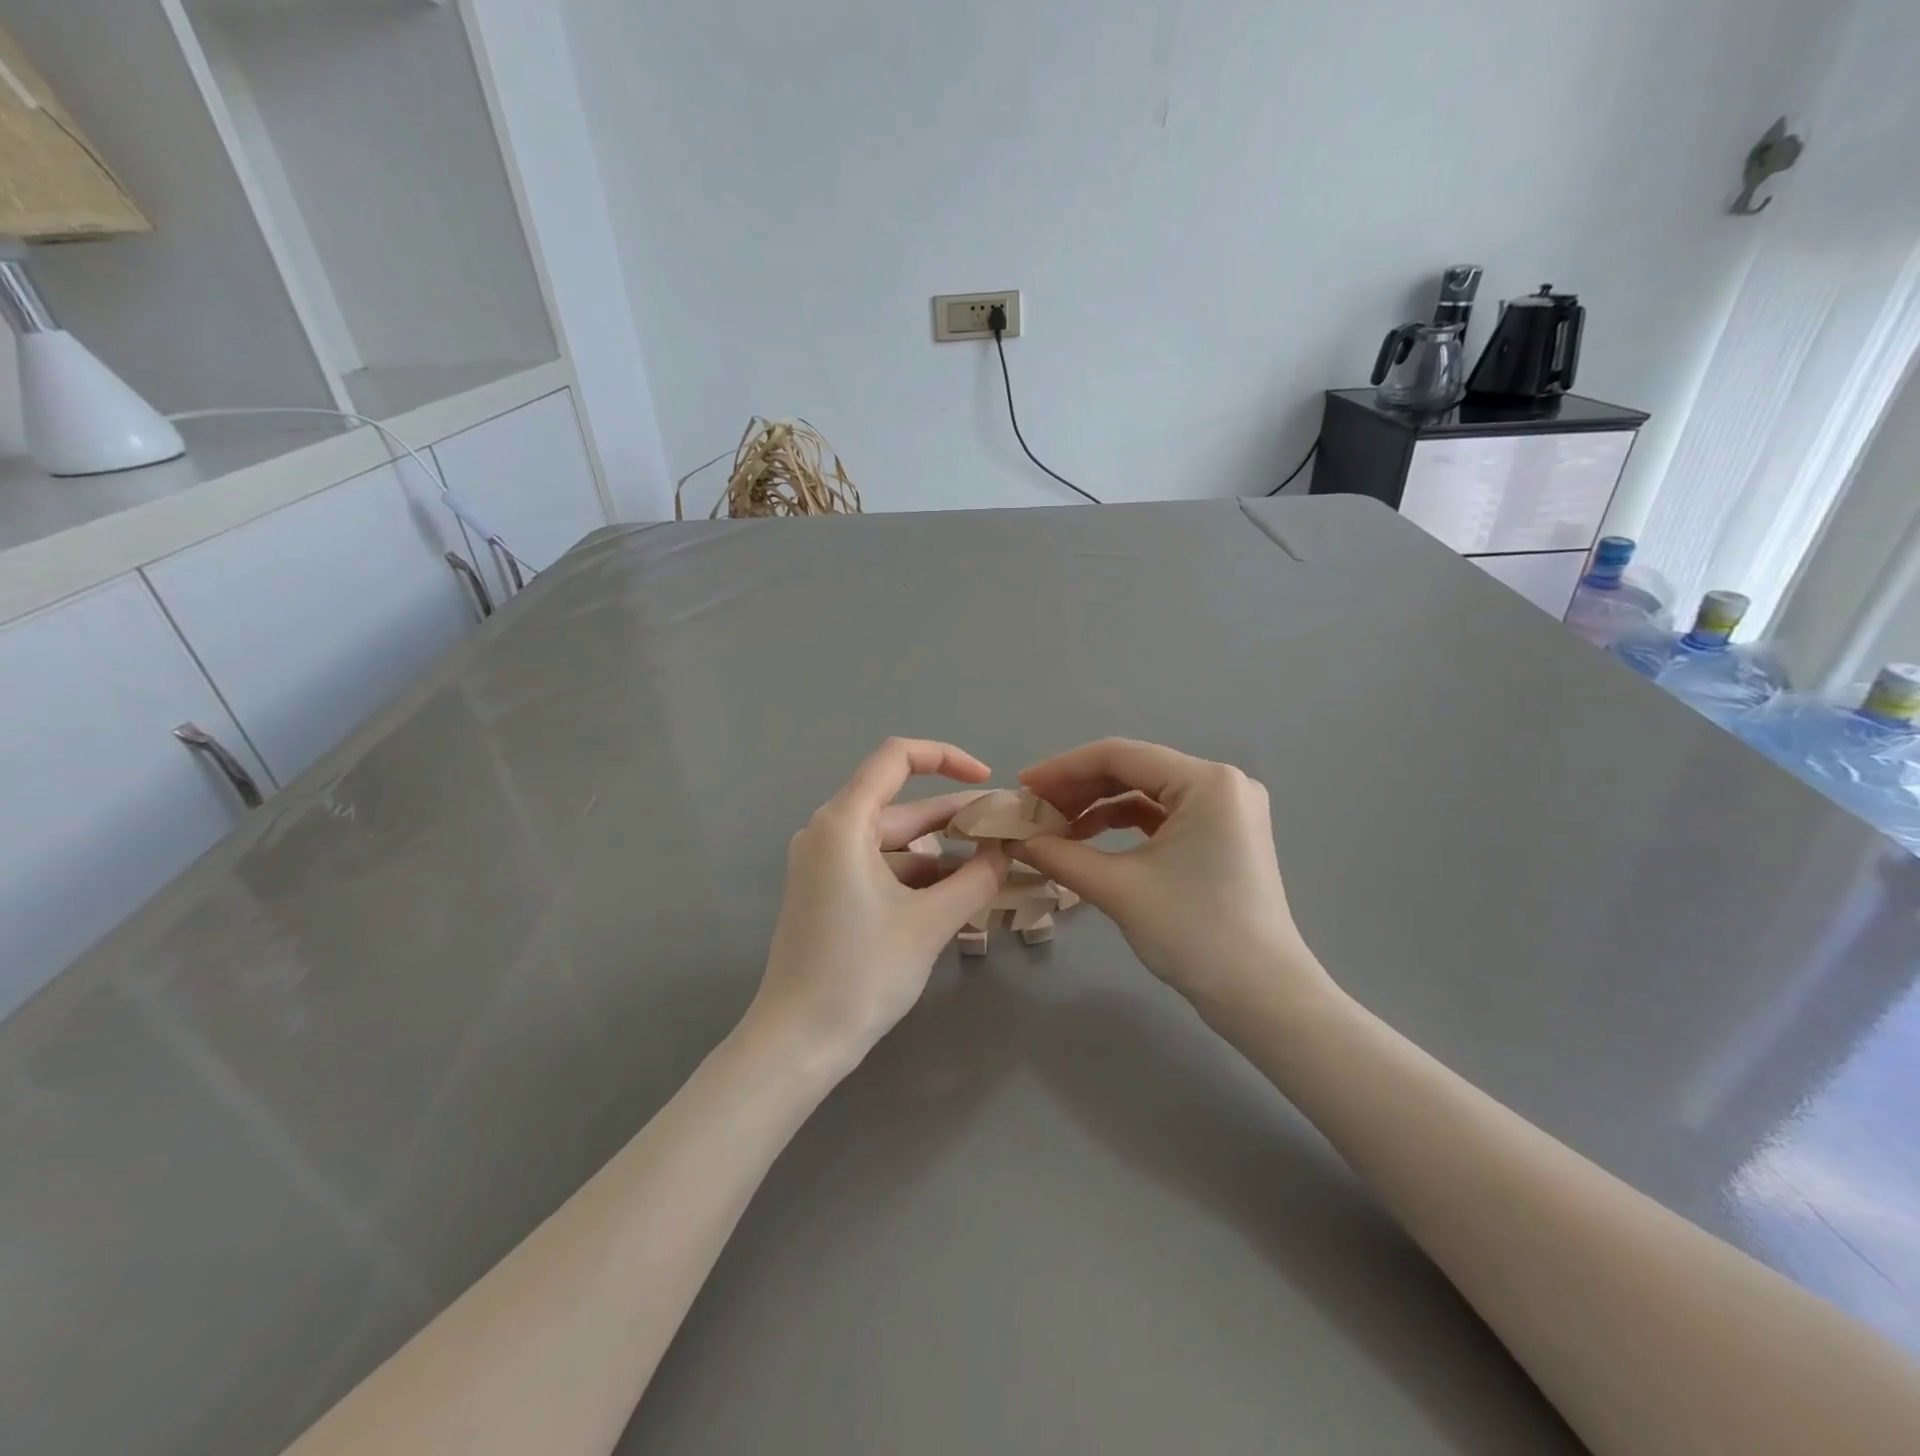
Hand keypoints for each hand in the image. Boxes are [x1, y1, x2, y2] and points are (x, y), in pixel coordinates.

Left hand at [750, 738, 1009, 1070]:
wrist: (798, 1042)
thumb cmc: (861, 973)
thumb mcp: (929, 923)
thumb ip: (976, 879)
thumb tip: (1005, 852)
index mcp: (843, 823)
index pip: (896, 758)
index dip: (946, 758)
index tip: (988, 783)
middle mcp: (828, 832)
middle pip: (900, 805)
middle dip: (955, 816)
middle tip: (1007, 831)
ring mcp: (825, 864)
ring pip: (894, 841)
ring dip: (941, 852)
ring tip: (993, 866)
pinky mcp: (828, 893)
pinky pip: (880, 868)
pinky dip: (918, 876)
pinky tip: (957, 895)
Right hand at [1013, 739, 1330, 1016]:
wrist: (1262, 997)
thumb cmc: (1194, 934)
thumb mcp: (1120, 889)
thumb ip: (1061, 857)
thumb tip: (1017, 841)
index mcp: (1206, 782)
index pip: (1120, 756)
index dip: (1063, 769)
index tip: (1022, 787)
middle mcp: (1222, 783)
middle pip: (1133, 770)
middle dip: (1078, 789)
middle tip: (1033, 810)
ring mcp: (1226, 809)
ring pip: (1146, 793)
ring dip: (1098, 807)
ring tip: (1054, 829)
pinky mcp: (1223, 835)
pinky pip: (1163, 815)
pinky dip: (1124, 825)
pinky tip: (1089, 840)